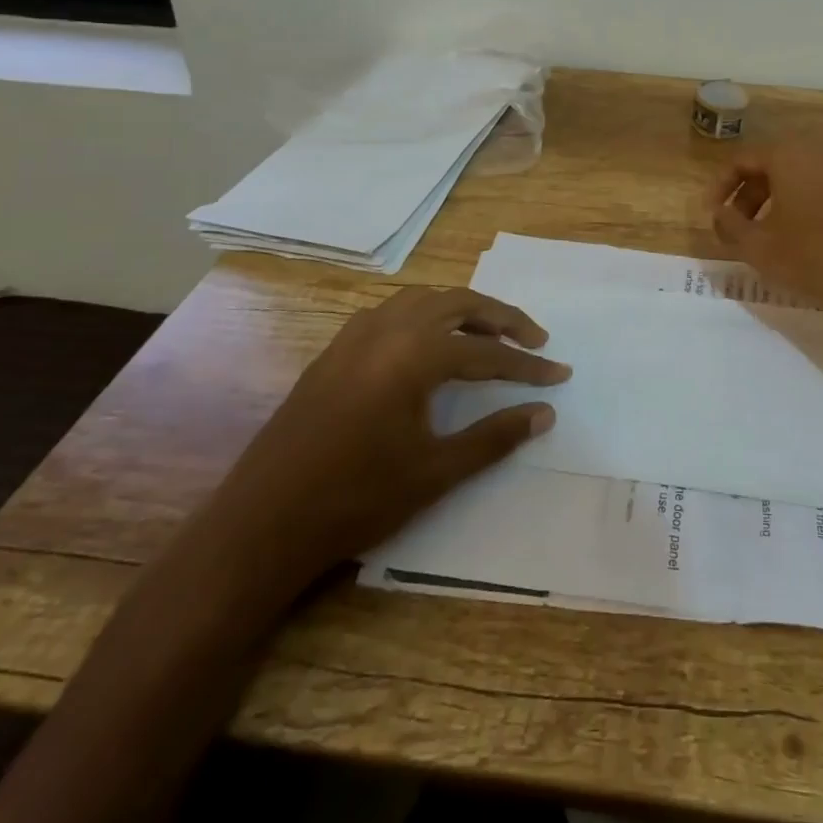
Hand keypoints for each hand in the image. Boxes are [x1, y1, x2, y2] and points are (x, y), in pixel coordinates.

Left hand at [202, 287, 567, 598]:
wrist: (262, 523)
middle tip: (533, 340)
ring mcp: (356, 335)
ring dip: (461, 309)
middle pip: (459, 304)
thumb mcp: (435, 472)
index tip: (560, 374)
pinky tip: (426, 343)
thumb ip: (495, 437)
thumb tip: (545, 413)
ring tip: (486, 335)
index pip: (488, 352)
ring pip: (423, 299)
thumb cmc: (355, 499)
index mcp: (415, 355)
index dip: (528, 366)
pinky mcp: (335, 350)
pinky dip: (423, 315)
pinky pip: (391, 312)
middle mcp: (388, 329)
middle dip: (502, 318)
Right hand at [706, 139, 822, 353]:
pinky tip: (803, 233)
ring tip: (767, 232)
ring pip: (801, 172)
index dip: (721, 187)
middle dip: (749, 192)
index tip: (713, 215)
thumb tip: (719, 213)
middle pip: (773, 162)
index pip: (743, 159)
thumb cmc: (815, 260)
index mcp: (791, 154)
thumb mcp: (758, 247)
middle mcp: (822, 149)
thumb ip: (728, 224)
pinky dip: (806, 200)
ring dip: (777, 196)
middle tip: (737, 224)